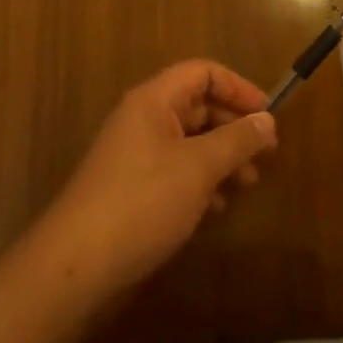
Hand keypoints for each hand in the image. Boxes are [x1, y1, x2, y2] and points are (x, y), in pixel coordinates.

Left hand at [33, 61, 277, 301]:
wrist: (74, 269)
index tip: (267, 114)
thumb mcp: (200, 167)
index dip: (238, 87)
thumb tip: (267, 120)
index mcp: (154, 101)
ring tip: (247, 184)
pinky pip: (175, 172)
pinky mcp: (131, 192)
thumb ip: (238, 140)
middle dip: (234, 127)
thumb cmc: (142, 202)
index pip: (203, 73)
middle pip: (198, 107)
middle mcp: (143, 121)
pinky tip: (217, 209)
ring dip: (222, 158)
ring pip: (189, 143)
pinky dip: (201, 182)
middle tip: (265, 153)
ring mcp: (134, 157)